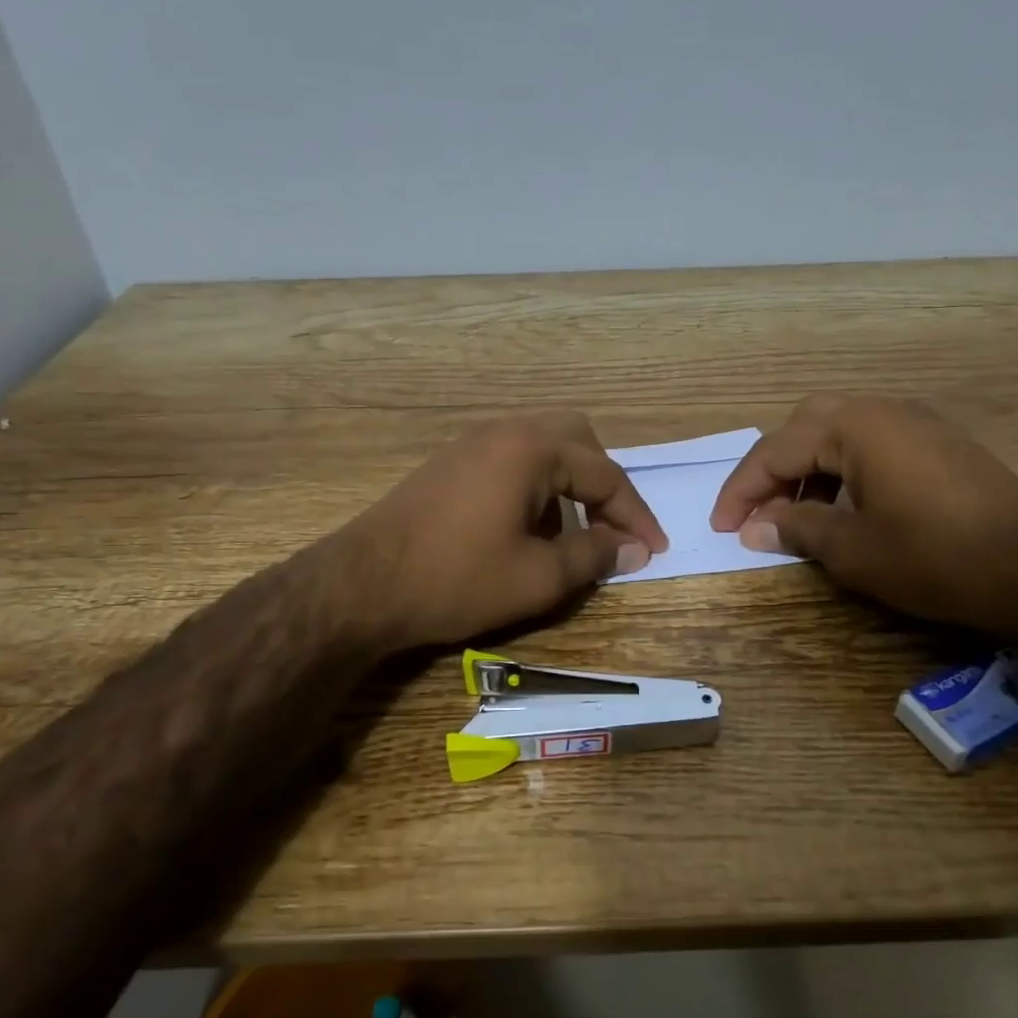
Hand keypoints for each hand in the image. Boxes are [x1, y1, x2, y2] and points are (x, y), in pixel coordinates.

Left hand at [343, 412, 668, 650]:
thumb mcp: (538, 577)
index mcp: (532, 449)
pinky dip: (536, 488)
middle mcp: (504, 431)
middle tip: (614, 530)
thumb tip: (633, 549)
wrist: (362, 586)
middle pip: (577, 442)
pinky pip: (511, 461)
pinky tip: (526, 530)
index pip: (606, 474)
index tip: (655, 550)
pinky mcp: (450, 464)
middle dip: (604, 486)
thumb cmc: (457, 579)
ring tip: (571, 537)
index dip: (636, 515)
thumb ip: (594, 557)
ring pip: (542, 449)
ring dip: (569, 486)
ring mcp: (472, 444)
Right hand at [709, 394, 1017, 632]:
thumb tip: (755, 527)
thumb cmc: (935, 557)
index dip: (741, 491)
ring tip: (795, 516)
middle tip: (756, 512)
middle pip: (805, 428)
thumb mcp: (852, 549)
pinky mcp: (940, 446)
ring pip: (839, 435)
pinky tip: (844, 510)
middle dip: (773, 470)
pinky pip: (872, 446)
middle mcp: (883, 410)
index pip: (776, 450)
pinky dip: (843, 473)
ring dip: (808, 471)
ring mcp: (917, 424)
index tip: (720, 527)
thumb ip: (796, 528)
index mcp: (855, 426)